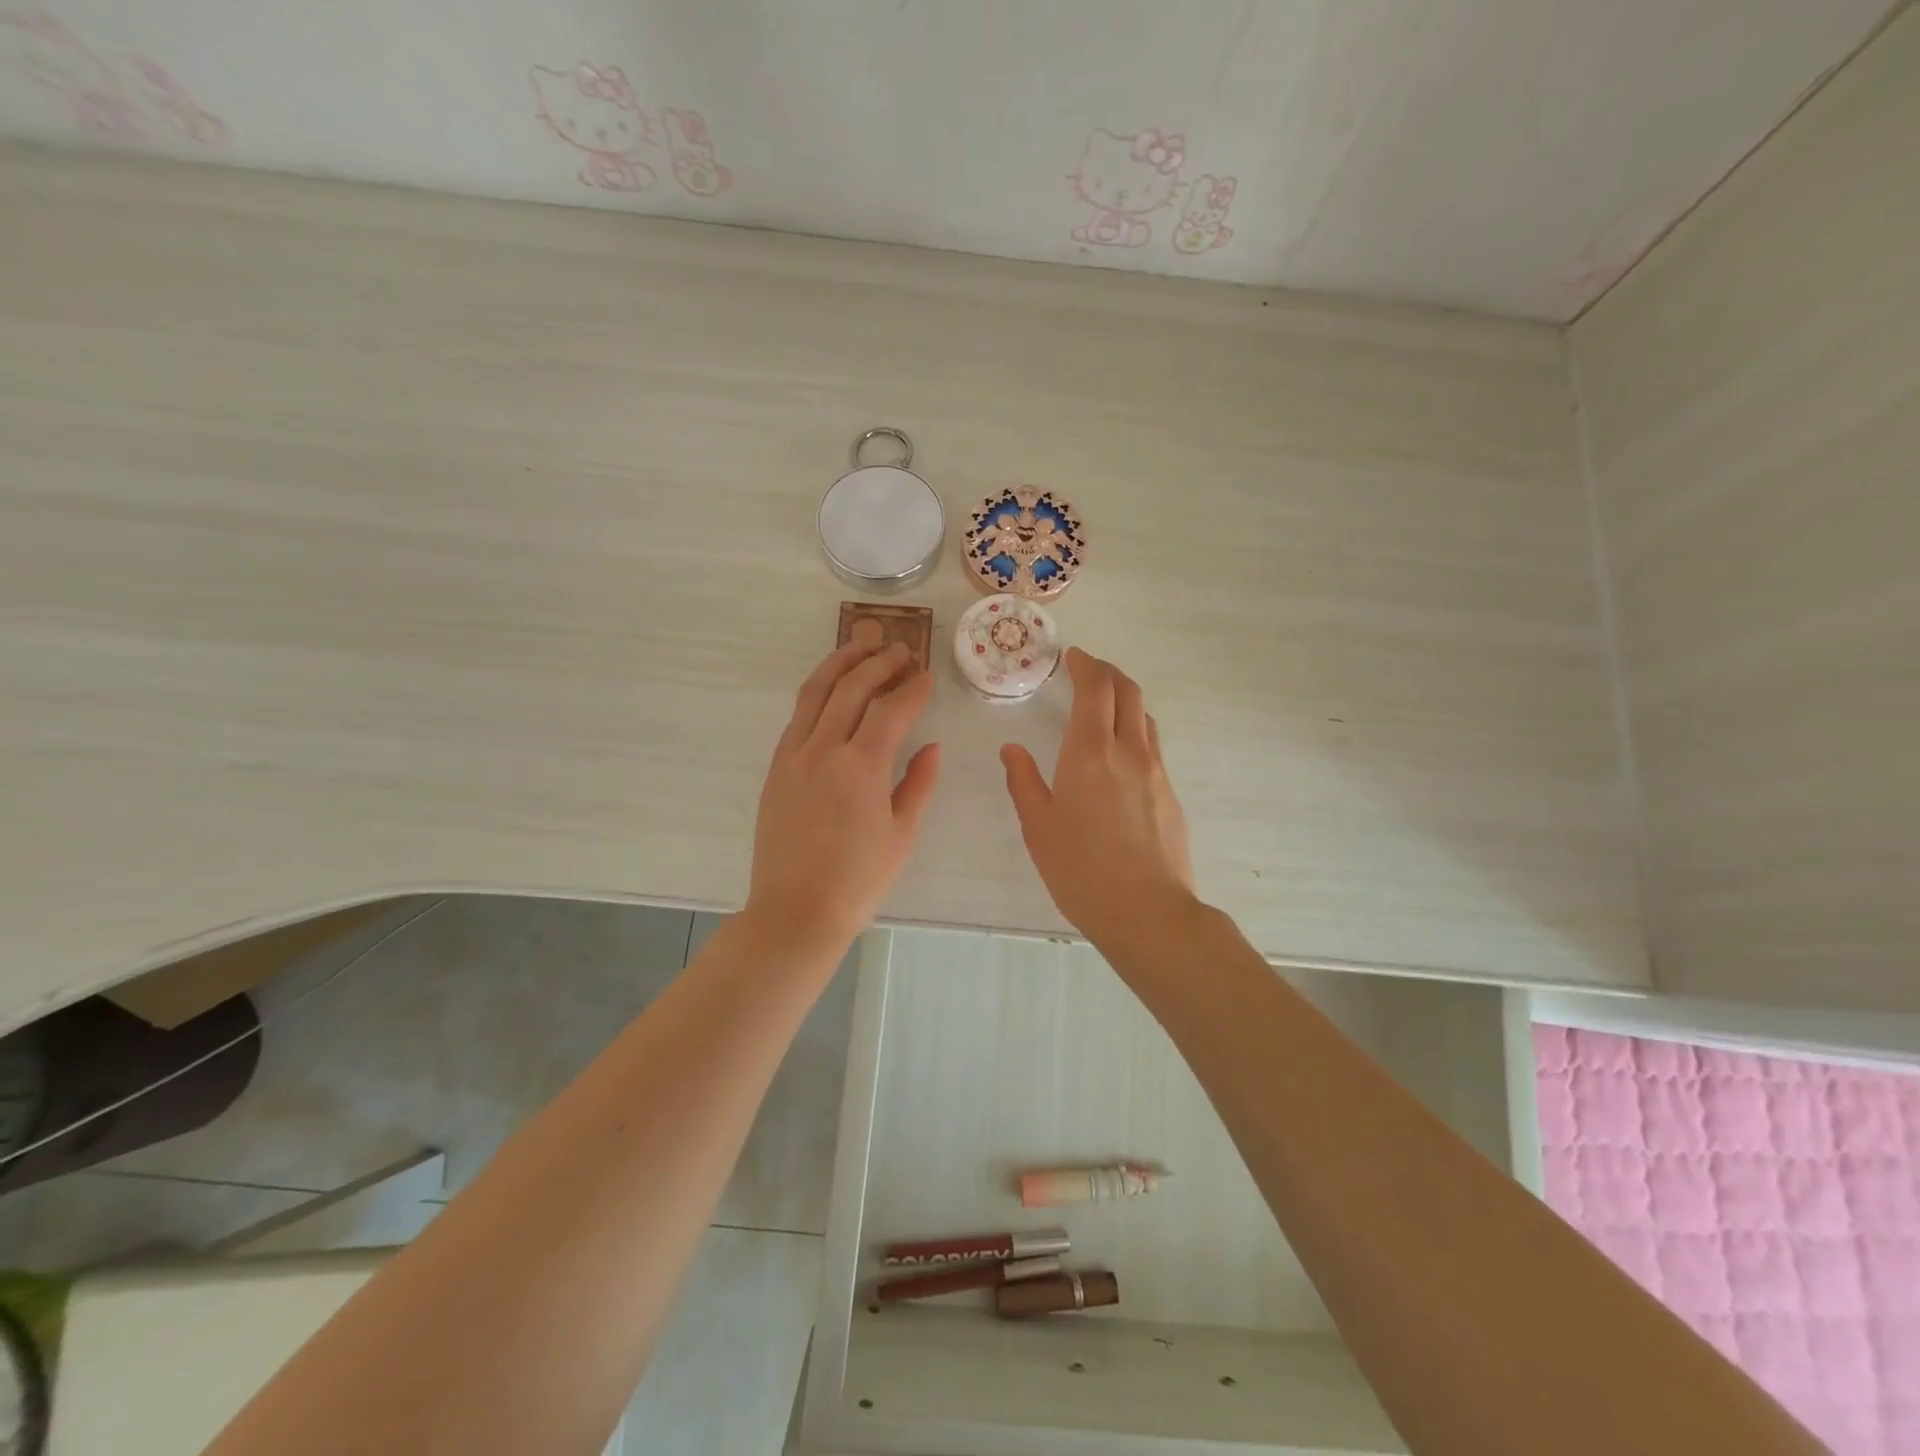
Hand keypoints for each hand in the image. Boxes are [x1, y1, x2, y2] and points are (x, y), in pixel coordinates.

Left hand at [746, 641, 940, 956]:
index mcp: (861, 768)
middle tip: (901, 650)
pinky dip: (818, 691)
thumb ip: (918, 783)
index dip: (912, 688)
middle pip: (852, 687)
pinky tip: (834, 688)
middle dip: (879, 662)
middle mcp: (823, 750)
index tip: (927, 676)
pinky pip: (798, 715)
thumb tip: (931, 746)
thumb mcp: (902, 835)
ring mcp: (793, 755)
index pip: (891, 709)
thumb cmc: (858, 881)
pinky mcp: (776, 766)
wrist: (795, 912)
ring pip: (816, 691)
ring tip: (862, 644)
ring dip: (841, 662)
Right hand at [1001, 648, 1195, 945]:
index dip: (1086, 665)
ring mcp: (1156, 771)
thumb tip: (1012, 749)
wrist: (1147, 912)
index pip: (1096, 688)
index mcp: (1090, 752)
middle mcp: (1129, 751)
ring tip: (1104, 707)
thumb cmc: (1081, 870)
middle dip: (1108, 672)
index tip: (1074, 657)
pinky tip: (1119, 755)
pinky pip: (1152, 746)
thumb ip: (1023, 782)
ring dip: (1125, 699)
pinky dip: (1135, 730)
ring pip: (1145, 717)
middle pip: (1128, 691)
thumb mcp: (1039, 827)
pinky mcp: (1170, 793)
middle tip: (1088, 670)